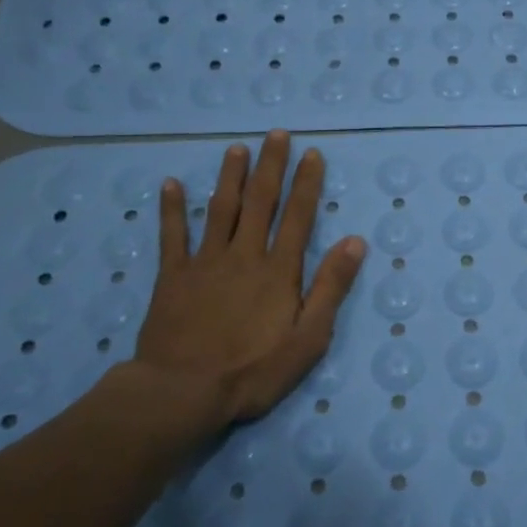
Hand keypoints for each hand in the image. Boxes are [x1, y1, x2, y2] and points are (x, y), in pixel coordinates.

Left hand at [116, 130, 365, 436]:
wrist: (182, 392)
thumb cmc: (253, 371)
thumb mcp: (308, 338)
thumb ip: (330, 287)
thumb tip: (355, 241)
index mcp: (278, 270)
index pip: (298, 216)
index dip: (306, 183)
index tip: (312, 153)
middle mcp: (244, 255)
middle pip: (260, 202)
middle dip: (270, 166)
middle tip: (276, 134)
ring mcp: (205, 263)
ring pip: (220, 209)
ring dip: (229, 176)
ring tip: (236, 148)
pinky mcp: (172, 277)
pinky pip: (172, 236)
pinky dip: (172, 209)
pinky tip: (172, 184)